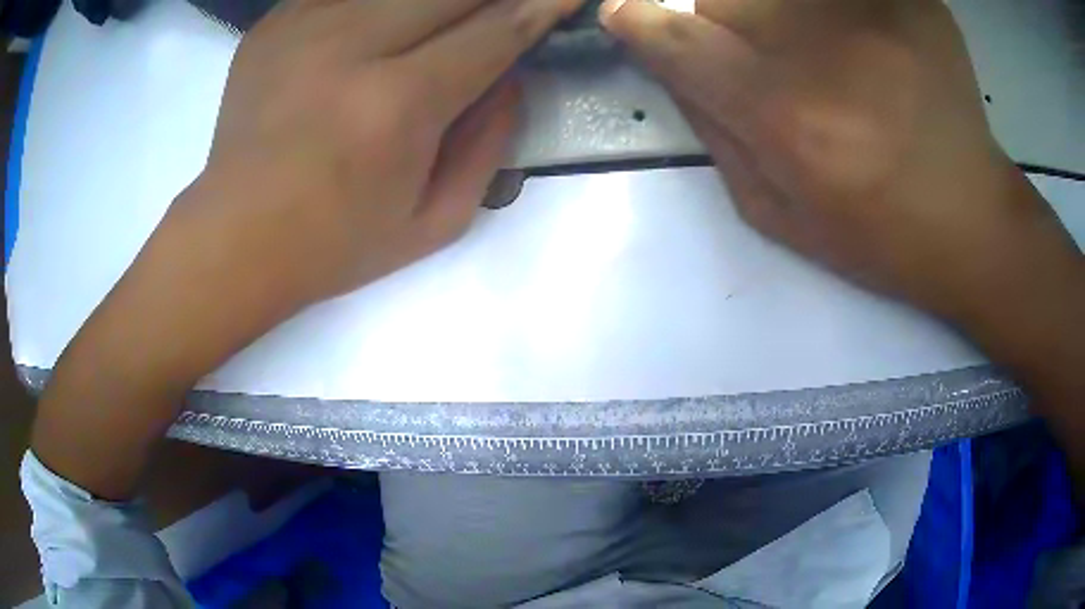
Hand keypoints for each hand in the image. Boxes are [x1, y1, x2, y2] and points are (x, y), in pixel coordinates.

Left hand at [200, 0, 582, 304]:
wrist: (235, 238)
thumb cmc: (335, 244)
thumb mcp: (435, 221)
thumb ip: (490, 141)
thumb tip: (512, 73)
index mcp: (396, 105)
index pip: (496, 30)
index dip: (543, 4)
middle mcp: (350, 49)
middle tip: (506, 9)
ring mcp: (303, 27)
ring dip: (437, 1)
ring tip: (442, 25)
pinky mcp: (274, 24)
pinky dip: (383, 3)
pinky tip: (384, 27)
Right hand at [601, 0, 1078, 322]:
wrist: (972, 220)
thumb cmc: (878, 235)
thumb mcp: (778, 214)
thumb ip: (713, 133)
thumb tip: (670, 66)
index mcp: (787, 118)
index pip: (679, 41)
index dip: (641, 25)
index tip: (627, 18)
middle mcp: (823, 51)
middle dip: (724, 25)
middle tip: (764, 60)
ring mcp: (875, 15)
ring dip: (776, 13)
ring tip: (824, 57)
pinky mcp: (910, 2)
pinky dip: (831, 9)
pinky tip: (864, 46)